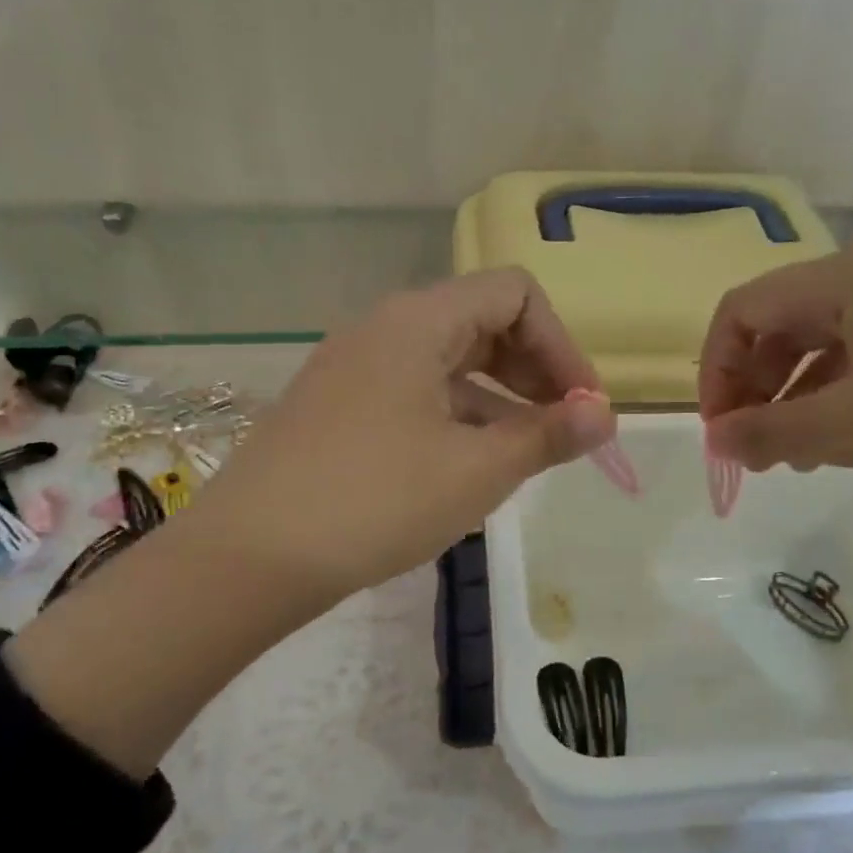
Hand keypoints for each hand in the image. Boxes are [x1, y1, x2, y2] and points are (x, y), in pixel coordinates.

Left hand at [196, 268, 614, 602]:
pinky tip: (470, 465)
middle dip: (535, 371)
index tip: (583, 407)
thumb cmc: (374, 501)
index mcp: (418, 321)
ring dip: (499, 398)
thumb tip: (605, 414)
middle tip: (562, 428)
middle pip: (482, 322)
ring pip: (449, 362)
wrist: (247, 559)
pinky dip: (457, 416)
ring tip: (526, 455)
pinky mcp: (338, 407)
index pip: (515, 294)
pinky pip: (416, 392)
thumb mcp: (476, 470)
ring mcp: (354, 367)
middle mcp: (384, 328)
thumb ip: (547, 434)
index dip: (562, 344)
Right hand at [698, 244, 852, 496]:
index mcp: (840, 281)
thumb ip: (766, 430)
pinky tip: (847, 442)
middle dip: (754, 388)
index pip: (741, 311)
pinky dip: (840, 397)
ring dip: (794, 398)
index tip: (719, 431)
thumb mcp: (845, 428)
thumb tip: (717, 439)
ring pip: (825, 345)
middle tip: (754, 449)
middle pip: (780, 324)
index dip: (714, 370)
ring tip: (795, 456)